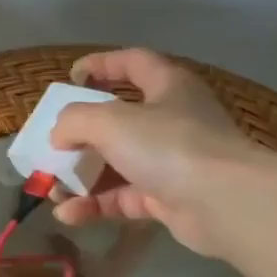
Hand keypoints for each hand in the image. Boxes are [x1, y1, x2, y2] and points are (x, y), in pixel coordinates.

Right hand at [49, 48, 271, 256]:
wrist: (225, 204)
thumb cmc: (169, 145)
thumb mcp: (110, 121)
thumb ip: (74, 120)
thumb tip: (59, 135)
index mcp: (167, 86)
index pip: (133, 62)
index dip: (102, 64)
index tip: (71, 77)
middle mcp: (171, 120)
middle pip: (118, 119)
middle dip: (79, 135)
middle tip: (52, 146)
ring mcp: (171, 162)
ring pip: (116, 164)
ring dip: (80, 177)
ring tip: (50, 189)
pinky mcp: (168, 198)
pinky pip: (122, 198)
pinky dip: (95, 205)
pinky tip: (69, 214)